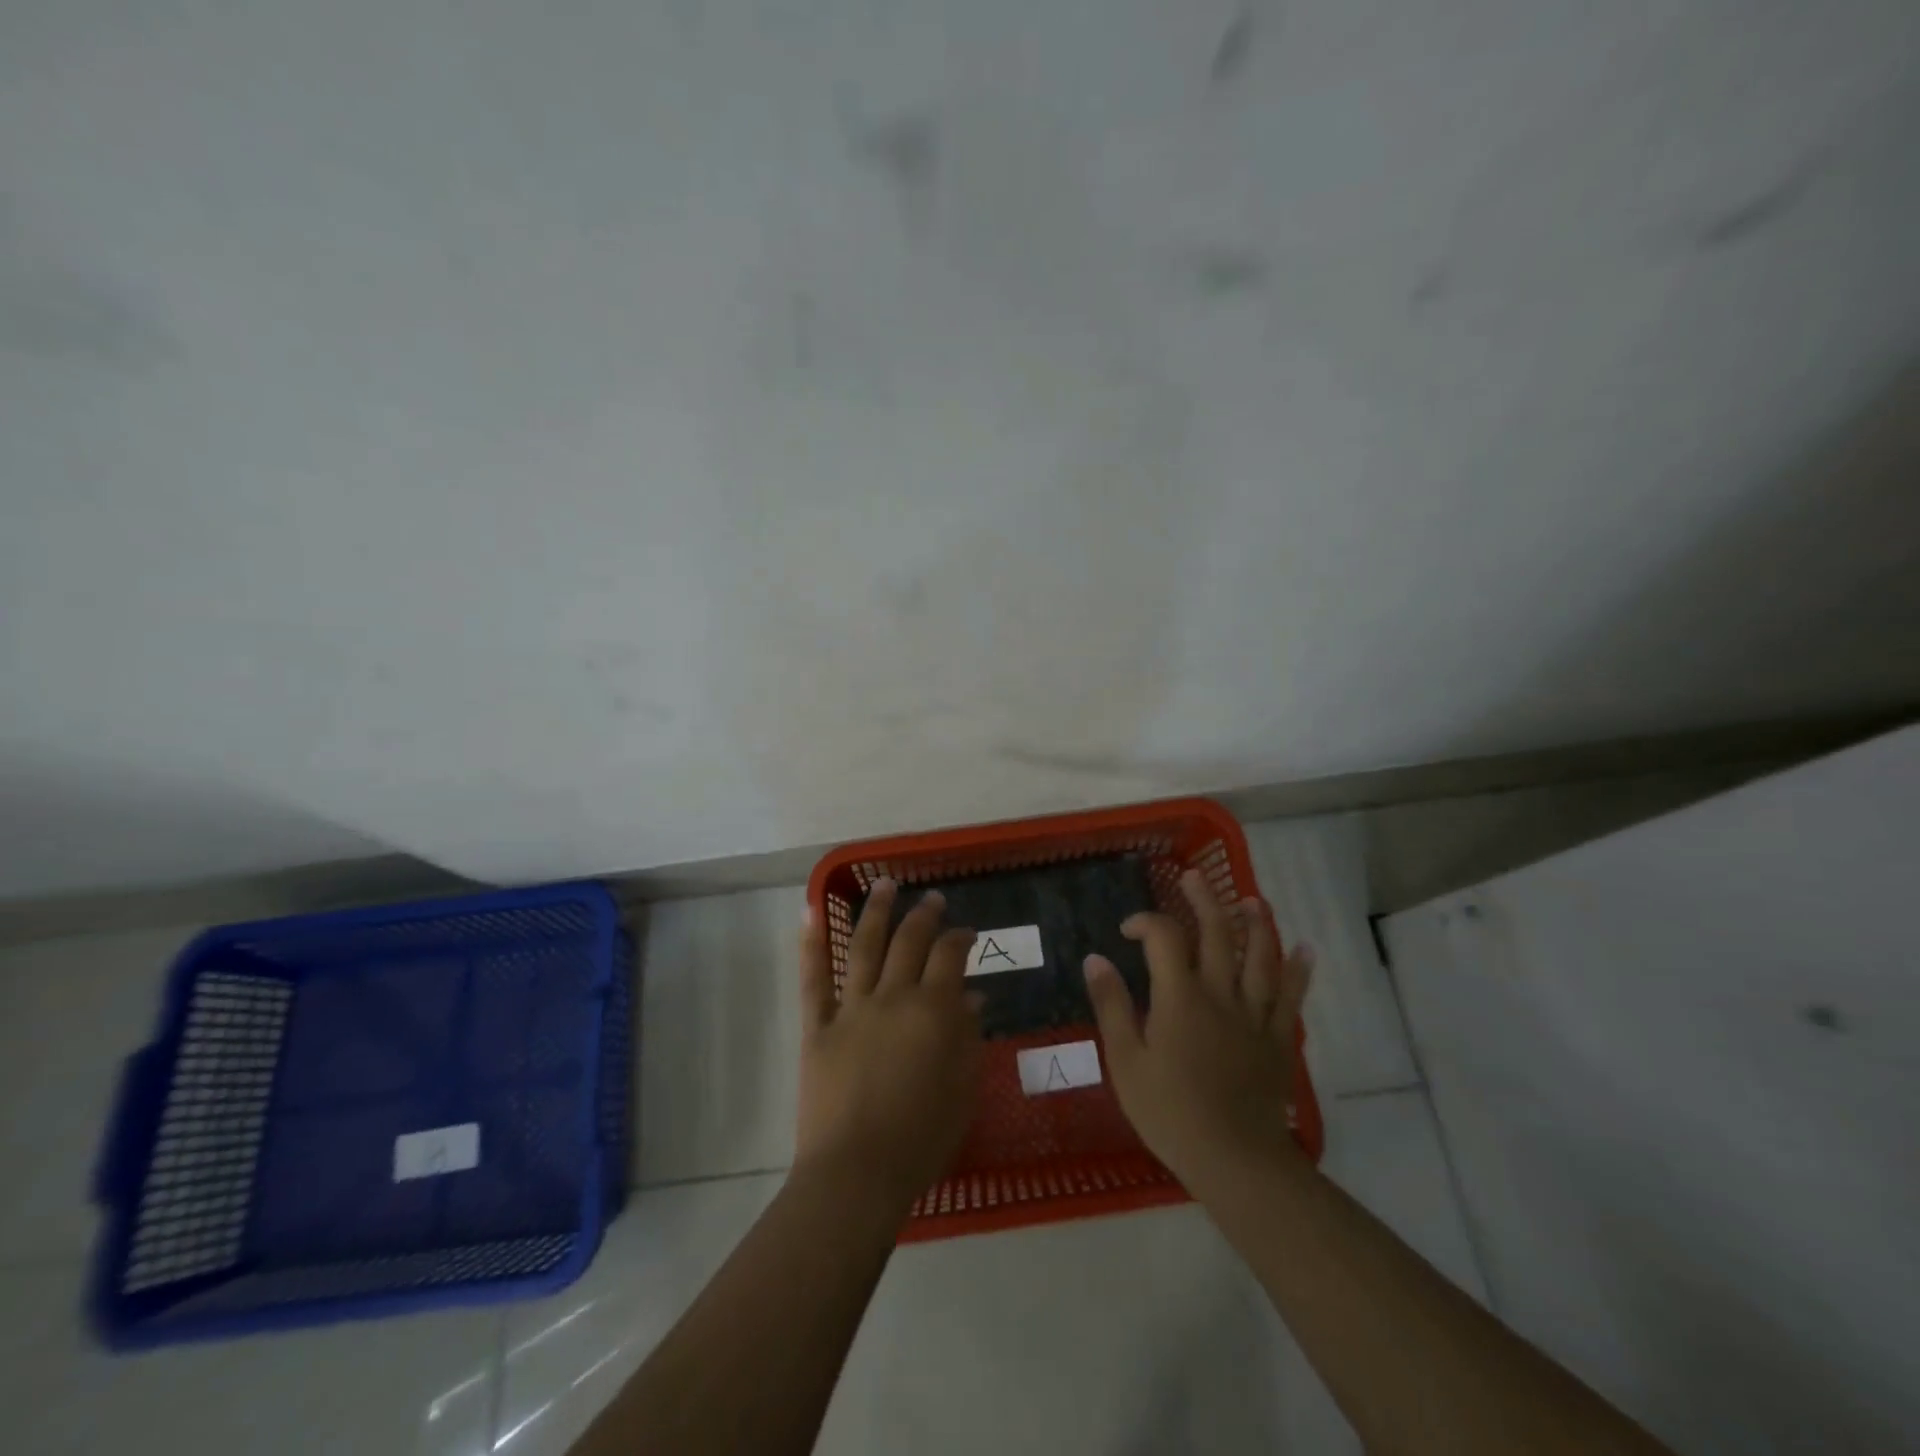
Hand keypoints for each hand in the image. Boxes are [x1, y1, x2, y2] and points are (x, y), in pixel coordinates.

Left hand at [794, 879, 982, 1209]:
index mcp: (932, 1011)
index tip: (966, 933)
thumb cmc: (921, 1138)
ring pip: (864, 947)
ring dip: (876, 912)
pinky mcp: (818, 1027)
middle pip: (909, 942)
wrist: (857, 1172)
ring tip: (885, 885)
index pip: (949, 957)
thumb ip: (968, 1038)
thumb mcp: (962, 1090)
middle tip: (932, 899)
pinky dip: (810, 945)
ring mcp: (851, 1008)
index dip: (959, 938)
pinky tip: (810, 912)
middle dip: (923, 916)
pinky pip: (813, 980)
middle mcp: (893, 997)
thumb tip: (972, 998)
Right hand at [1083, 869, 1313, 1193]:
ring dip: (1256, 923)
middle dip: (1204, 900)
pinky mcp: (1277, 1038)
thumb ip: (1111, 1005)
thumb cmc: (1169, 1111)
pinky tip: (1305, 949)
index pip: (1164, 937)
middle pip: (1216, 933)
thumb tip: (1095, 958)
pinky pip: (1291, 997)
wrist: (1233, 1159)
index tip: (1128, 930)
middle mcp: (1219, 993)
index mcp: (1179, 996)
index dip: (1145, 922)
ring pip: (1259, 956)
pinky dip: (1299, 970)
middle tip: (1195, 877)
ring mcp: (1254, 1014)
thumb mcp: (1125, 1060)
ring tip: (1251, 900)